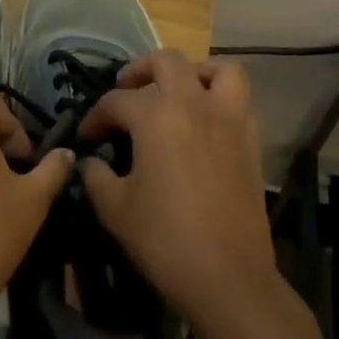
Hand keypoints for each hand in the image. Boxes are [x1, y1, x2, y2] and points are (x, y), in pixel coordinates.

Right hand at [77, 50, 278, 338]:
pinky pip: (239, 100)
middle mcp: (195, 104)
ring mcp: (229, 119)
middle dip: (140, 70)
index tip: (87, 138)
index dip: (95, 117)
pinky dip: (220, 98)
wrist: (227, 277)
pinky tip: (204, 123)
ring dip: (193, 72)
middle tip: (126, 91)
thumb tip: (90, 162)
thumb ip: (95, 176)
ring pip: (218, 69)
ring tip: (176, 91)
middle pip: (167, 61)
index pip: (117, 101)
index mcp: (156, 116)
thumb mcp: (114, 209)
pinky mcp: (251, 140)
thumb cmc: (164, 240)